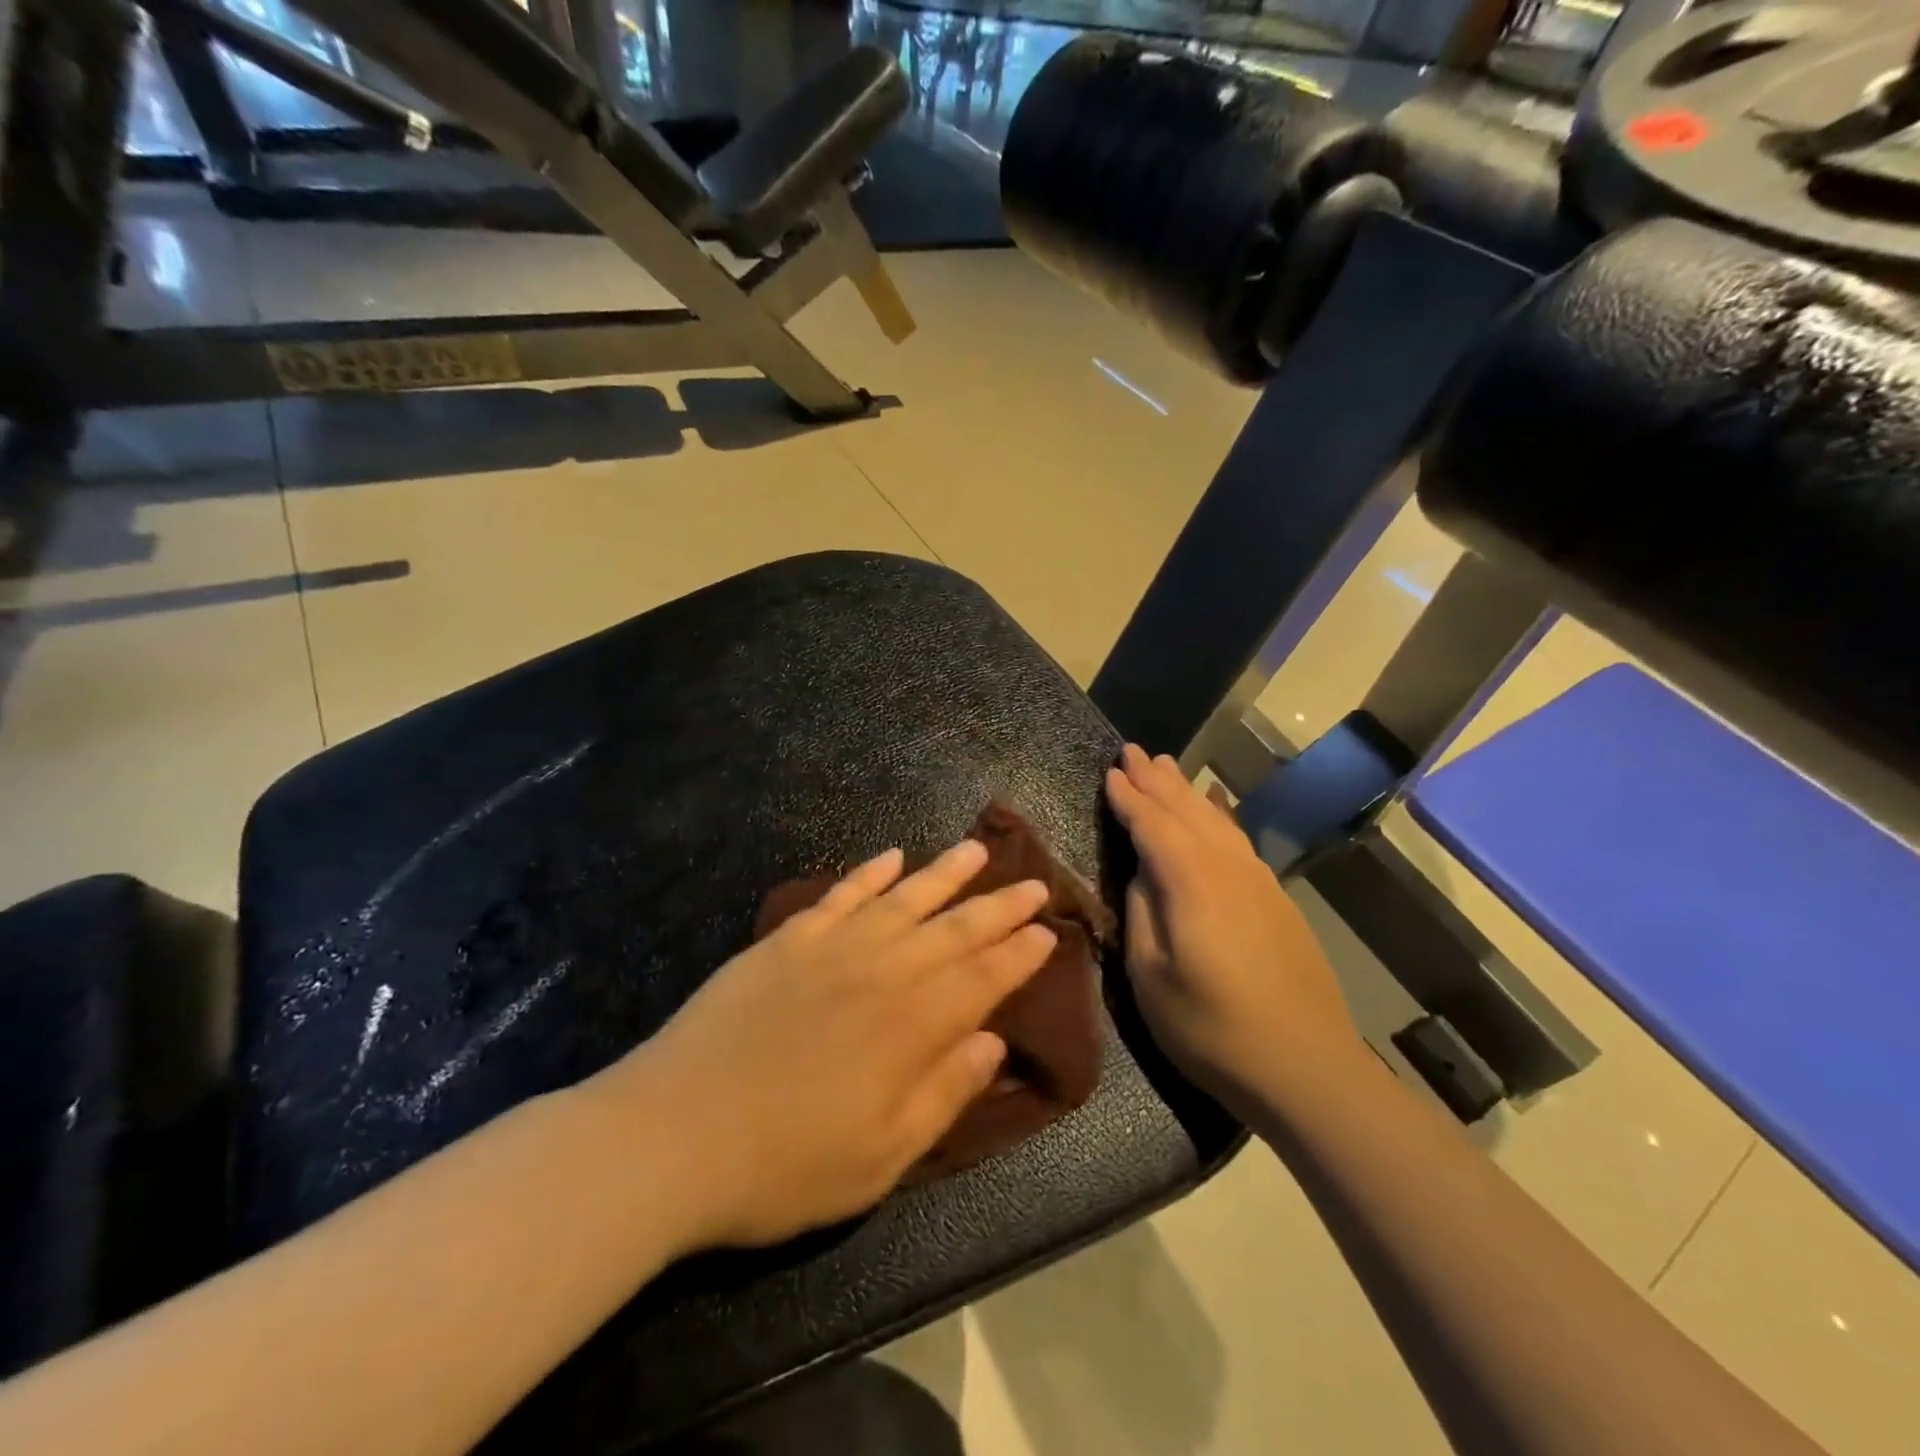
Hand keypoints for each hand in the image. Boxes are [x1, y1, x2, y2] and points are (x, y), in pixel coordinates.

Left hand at [602, 841, 1056, 1249]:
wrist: (673, 1134)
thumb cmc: (785, 1164)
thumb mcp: (881, 1157)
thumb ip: (943, 1093)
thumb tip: (992, 1041)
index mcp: (912, 1026)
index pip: (982, 978)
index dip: (1019, 955)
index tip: (1048, 931)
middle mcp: (882, 972)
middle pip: (953, 930)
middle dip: (998, 907)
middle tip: (1032, 884)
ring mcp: (831, 948)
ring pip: (903, 898)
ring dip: (944, 874)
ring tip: (976, 849)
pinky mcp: (786, 940)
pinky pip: (840, 895)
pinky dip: (868, 874)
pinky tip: (891, 856)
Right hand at [1105, 745, 1362, 1118]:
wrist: (1307, 1067)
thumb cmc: (1212, 1028)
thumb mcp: (1151, 975)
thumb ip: (1142, 911)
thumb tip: (1143, 871)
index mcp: (1191, 881)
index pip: (1152, 823)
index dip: (1128, 798)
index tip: (1110, 771)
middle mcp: (1227, 866)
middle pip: (1186, 811)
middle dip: (1157, 780)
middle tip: (1134, 751)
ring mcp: (1258, 880)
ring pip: (1215, 819)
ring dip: (1187, 791)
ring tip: (1168, 767)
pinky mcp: (1276, 899)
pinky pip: (1236, 838)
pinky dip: (1216, 815)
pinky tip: (1213, 812)